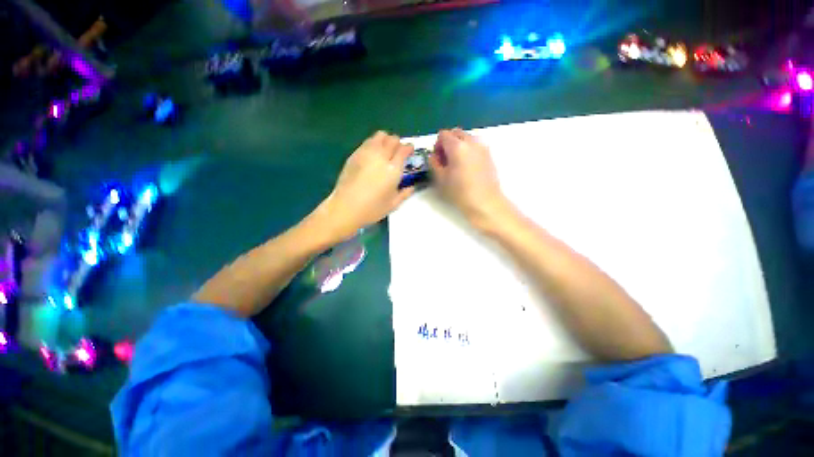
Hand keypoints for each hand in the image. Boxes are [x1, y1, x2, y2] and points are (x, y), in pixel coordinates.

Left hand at [318, 131, 414, 241]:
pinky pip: (367, 142)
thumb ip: (404, 194)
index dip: (408, 148)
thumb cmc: (372, 208)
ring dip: (385, 140)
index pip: (404, 149)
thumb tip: (411, 187)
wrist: (346, 208)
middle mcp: (381, 156)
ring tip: (385, 151)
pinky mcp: (354, 155)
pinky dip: (373, 144)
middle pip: (392, 139)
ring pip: (379, 136)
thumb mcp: (393, 204)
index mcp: (393, 169)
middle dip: (398, 143)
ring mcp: (366, 153)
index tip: (409, 152)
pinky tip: (372, 156)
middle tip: (397, 152)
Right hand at [430, 128, 509, 230]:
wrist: (485, 202)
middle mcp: (472, 142)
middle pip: (456, 133)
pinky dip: (468, 150)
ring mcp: (483, 147)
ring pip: (467, 138)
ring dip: (458, 145)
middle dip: (448, 142)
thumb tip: (434, 155)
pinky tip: (467, 167)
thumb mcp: (440, 179)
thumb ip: (434, 163)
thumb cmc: (460, 192)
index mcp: (457, 146)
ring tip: (456, 164)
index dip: (437, 145)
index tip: (437, 158)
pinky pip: (475, 146)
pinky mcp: (489, 155)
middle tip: (445, 159)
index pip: (443, 134)